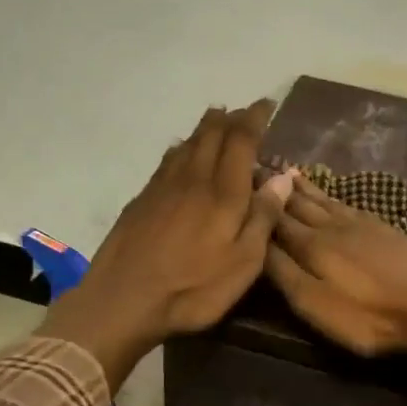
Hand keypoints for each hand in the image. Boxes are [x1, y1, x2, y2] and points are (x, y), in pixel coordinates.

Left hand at [39, 101, 292, 389]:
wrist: (123, 300)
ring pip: (187, 144)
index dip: (255, 118)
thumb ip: (263, 217)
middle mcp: (193, 179)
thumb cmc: (193, 289)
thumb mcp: (243, 263)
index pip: (241, 140)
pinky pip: (167, 161)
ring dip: (205, 128)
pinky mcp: (142, 200)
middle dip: (230, 119)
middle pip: (211, 135)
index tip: (267, 105)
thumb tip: (283, 176)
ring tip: (217, 120)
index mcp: (223, 192)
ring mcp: (162, 188)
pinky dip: (181, 148)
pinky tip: (181, 152)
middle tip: (244, 111)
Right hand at [264, 175, 406, 356]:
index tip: (239, 181)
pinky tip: (330, 194)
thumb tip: (257, 243)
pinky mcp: (383, 228)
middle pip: (298, 203)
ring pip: (324, 200)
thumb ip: (284, 273)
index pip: (275, 218)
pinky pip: (348, 204)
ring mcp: (361, 224)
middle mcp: (332, 226)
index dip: (257, 202)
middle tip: (257, 167)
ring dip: (303, 187)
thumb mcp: (315, 305)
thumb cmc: (367, 315)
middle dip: (276, 188)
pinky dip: (332, 195)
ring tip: (287, 171)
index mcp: (311, 245)